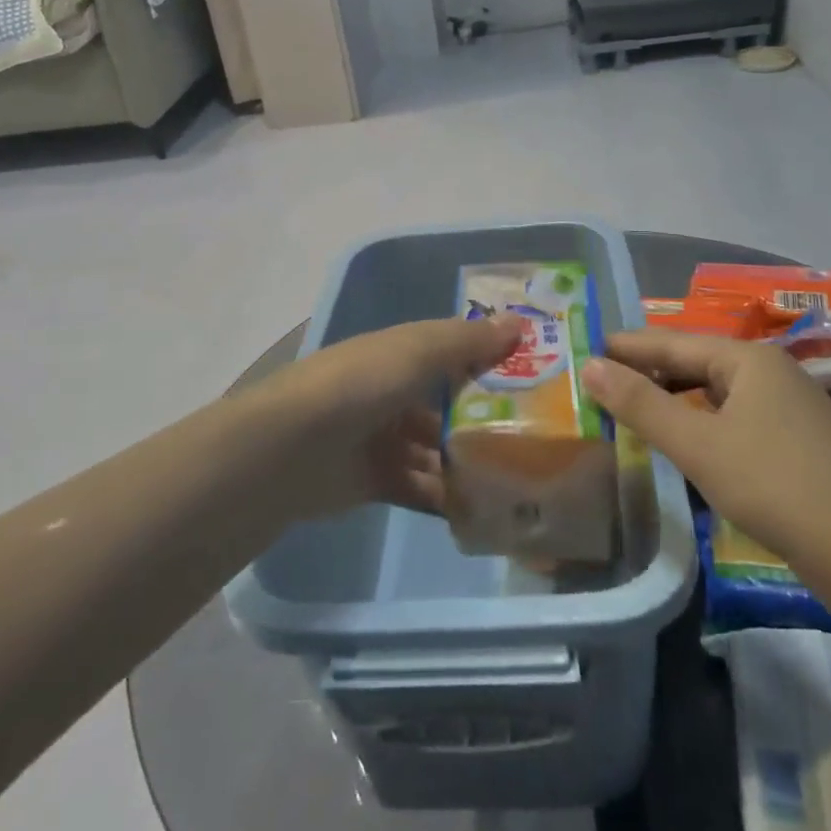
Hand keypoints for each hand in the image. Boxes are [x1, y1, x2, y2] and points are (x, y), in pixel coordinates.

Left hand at [238, 317, 519, 521]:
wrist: (291, 448)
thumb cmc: (363, 384)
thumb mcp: (419, 351)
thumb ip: (469, 341)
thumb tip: (519, 322)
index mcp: (401, 353)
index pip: (456, 352)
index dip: (493, 361)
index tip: (539, 377)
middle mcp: (394, 391)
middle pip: (449, 404)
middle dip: (487, 418)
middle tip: (537, 438)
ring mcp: (383, 437)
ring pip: (437, 448)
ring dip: (468, 462)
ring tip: (516, 479)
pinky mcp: (375, 480)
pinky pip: (420, 486)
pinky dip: (445, 496)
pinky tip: (481, 509)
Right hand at [583, 331, 830, 582]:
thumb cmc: (773, 486)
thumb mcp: (697, 445)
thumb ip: (641, 404)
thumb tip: (590, 366)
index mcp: (748, 359)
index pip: (674, 341)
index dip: (630, 346)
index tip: (590, 346)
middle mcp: (772, 370)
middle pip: (698, 361)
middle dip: (652, 370)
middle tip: (605, 379)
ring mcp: (791, 405)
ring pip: (718, 390)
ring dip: (676, 396)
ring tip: (636, 406)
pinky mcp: (799, 439)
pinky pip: (736, 414)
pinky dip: (703, 418)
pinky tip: (688, 437)